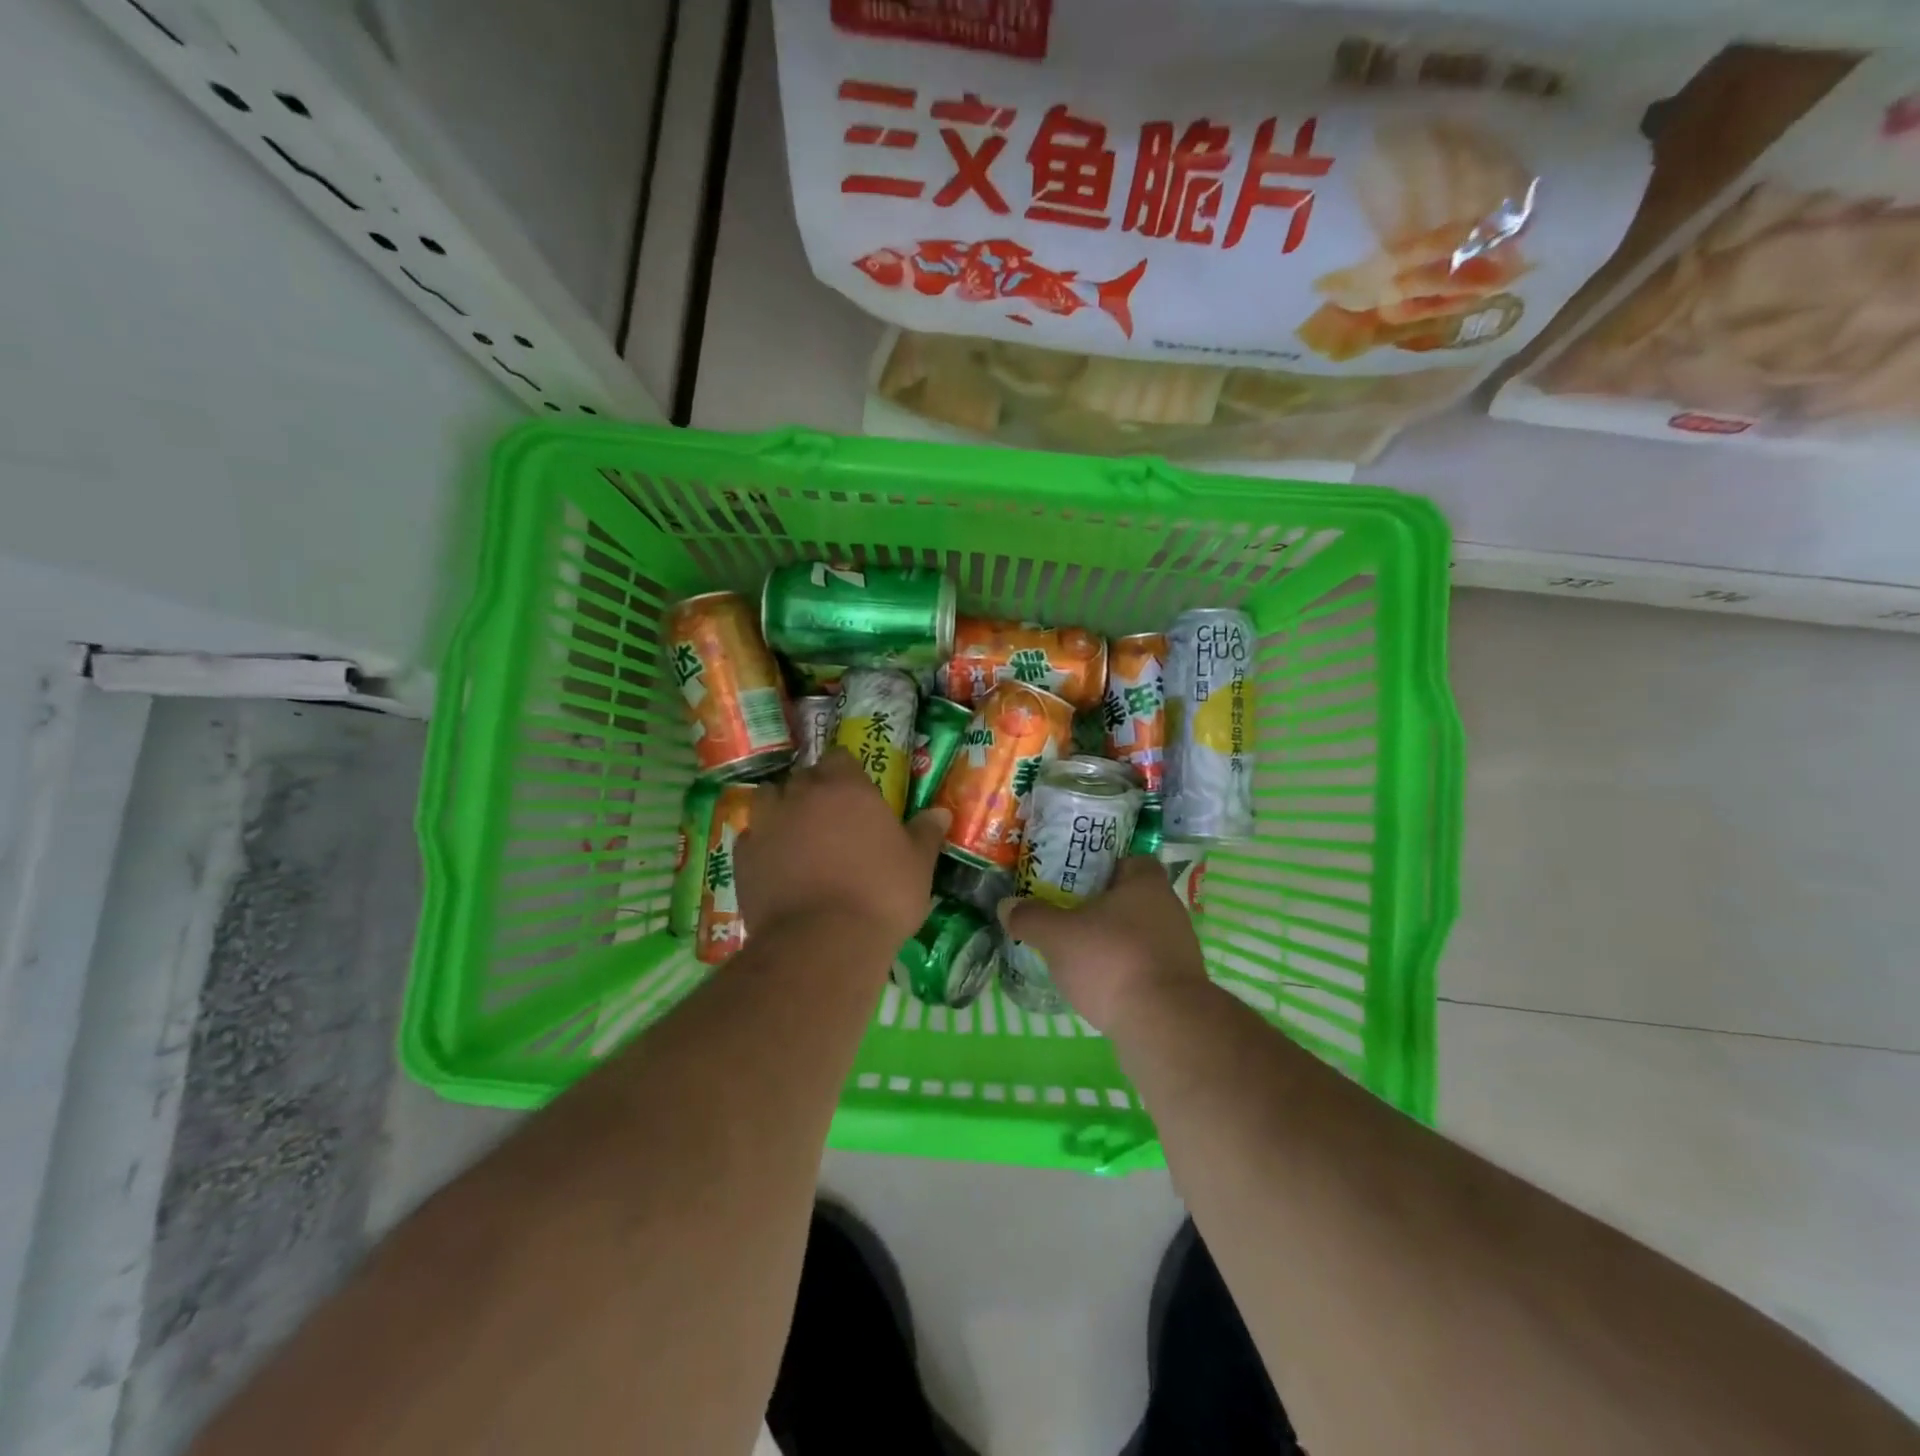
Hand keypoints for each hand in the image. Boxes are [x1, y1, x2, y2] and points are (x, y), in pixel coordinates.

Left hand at [736, 749, 950, 946]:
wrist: (822, 943)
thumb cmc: (881, 895)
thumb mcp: (918, 866)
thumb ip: (925, 834)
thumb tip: (940, 812)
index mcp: (846, 787)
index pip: (840, 758)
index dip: (847, 773)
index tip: (857, 792)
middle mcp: (802, 795)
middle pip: (803, 776)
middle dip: (814, 790)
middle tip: (831, 818)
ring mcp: (767, 824)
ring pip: (768, 799)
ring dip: (781, 809)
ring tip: (797, 834)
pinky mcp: (742, 857)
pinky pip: (750, 838)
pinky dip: (762, 845)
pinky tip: (775, 865)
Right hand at [998, 856, 1208, 1034]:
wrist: (1163, 1025)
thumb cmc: (1112, 960)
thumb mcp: (1058, 935)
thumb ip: (1031, 918)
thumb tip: (1006, 906)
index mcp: (1146, 884)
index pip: (1130, 860)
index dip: (1104, 868)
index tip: (1076, 883)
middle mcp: (1169, 909)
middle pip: (1132, 899)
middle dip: (1102, 908)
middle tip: (1067, 917)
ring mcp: (1178, 949)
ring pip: (1138, 935)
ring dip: (1113, 943)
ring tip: (1078, 954)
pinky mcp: (1178, 985)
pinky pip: (1145, 967)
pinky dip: (1124, 972)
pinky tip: (1099, 986)